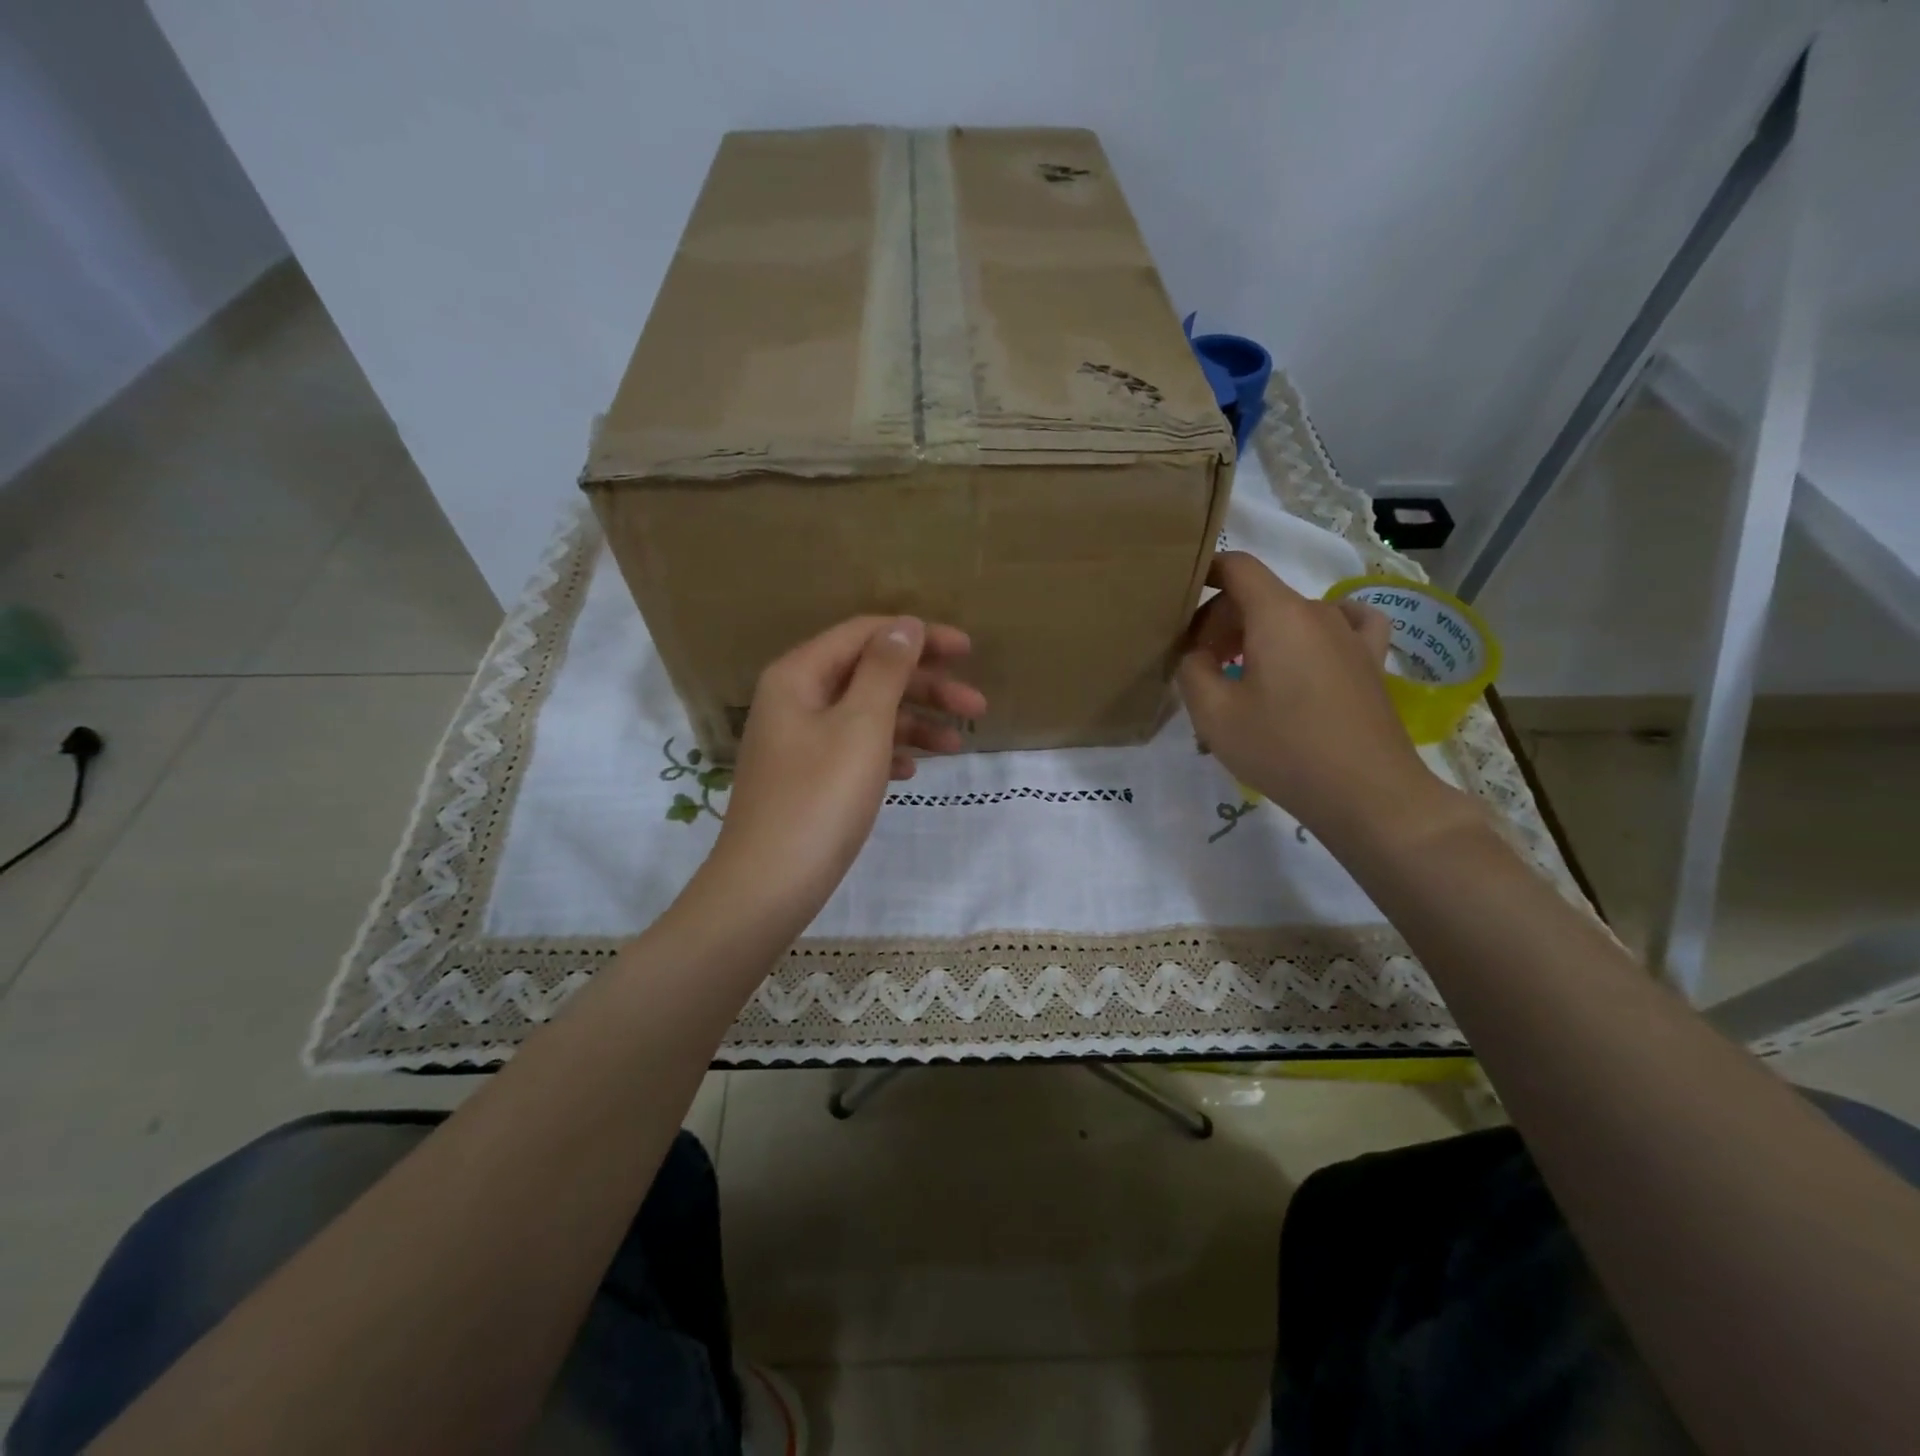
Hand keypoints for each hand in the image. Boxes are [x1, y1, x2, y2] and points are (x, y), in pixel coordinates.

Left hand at [704, 616, 985, 932]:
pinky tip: (913, 770)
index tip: (968, 652)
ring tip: (959, 747)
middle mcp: (796, 699)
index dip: (919, 637)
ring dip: (914, 723)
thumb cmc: (819, 799)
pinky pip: (855, 748)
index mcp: (800, 675)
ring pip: (867, 715)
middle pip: (869, 674)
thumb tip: (906, 625)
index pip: (865, 635)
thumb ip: (885, 670)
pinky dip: (887, 752)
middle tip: (977, 707)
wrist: (768, 886)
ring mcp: (800, 741)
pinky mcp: (807, 777)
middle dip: (926, 687)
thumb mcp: (861, 726)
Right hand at [1175, 553, 1472, 851]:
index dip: (1204, 574)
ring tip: (1244, 674)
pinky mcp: (1371, 661)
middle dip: (1221, 622)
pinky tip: (1311, 649)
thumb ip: (1192, 670)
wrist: (1366, 793)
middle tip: (1202, 667)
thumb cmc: (1282, 748)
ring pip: (1291, 615)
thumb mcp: (1214, 714)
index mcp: (1277, 614)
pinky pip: (1345, 623)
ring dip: (1259, 634)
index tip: (1179, 604)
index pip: (1236, 567)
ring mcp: (1350, 635)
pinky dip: (1318, 629)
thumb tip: (1196, 654)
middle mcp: (1317, 612)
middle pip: (1259, 595)